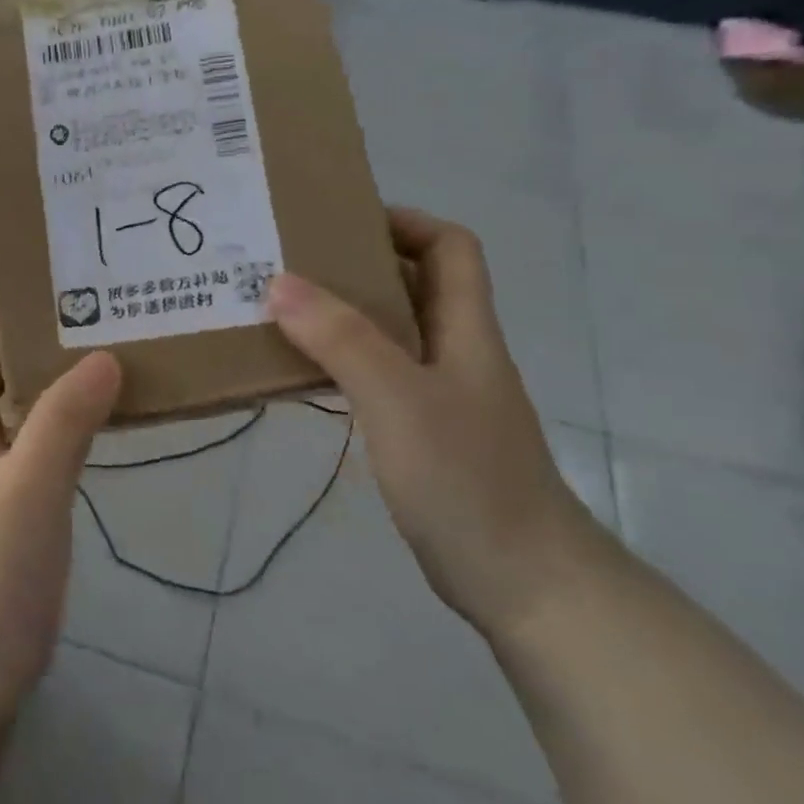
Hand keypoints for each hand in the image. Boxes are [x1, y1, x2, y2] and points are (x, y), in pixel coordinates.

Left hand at [0, 265, 121, 736]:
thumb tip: (104, 354)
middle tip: (75, 291)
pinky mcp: (8, 505)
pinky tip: (100, 411)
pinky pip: (32, 435)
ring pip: (7, 397)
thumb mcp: (30, 488)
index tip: (13, 257)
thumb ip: (64, 419)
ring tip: (98, 337)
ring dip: (41, 364)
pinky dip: (59, 411)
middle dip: (14, 318)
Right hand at [268, 208, 603, 639]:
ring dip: (342, 317)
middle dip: (356, 265)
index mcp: (465, 329)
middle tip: (290, 264)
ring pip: (390, 333)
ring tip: (281, 311)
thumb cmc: (467, 478)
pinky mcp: (424, 435)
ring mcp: (441, 396)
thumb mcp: (399, 398)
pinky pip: (378, 378)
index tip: (341, 222)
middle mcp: (455, 352)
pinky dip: (342, 364)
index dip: (404, 222)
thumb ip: (342, 338)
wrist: (524, 582)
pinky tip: (303, 375)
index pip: (450, 247)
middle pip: (413, 284)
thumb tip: (279, 282)